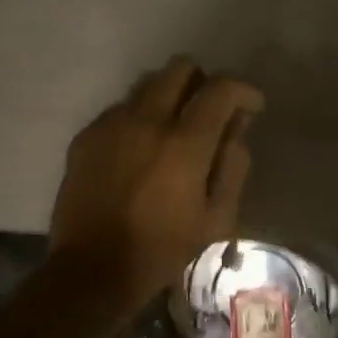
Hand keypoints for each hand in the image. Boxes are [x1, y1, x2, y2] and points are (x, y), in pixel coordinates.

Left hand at [49, 56, 264, 314]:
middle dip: (203, 82)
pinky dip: (139, 116)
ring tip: (175, 127)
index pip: (220, 88)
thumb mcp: (216, 218)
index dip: (243, 91)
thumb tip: (235, 131)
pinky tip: (141, 148)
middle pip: (180, 68)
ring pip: (147, 83)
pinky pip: (120, 108)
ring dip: (170, 95)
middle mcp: (147, 120)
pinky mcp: (86, 136)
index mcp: (184, 143)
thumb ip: (232, 167)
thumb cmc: (162, 249)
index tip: (251, 107)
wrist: (92, 269)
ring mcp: (112, 124)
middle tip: (210, 112)